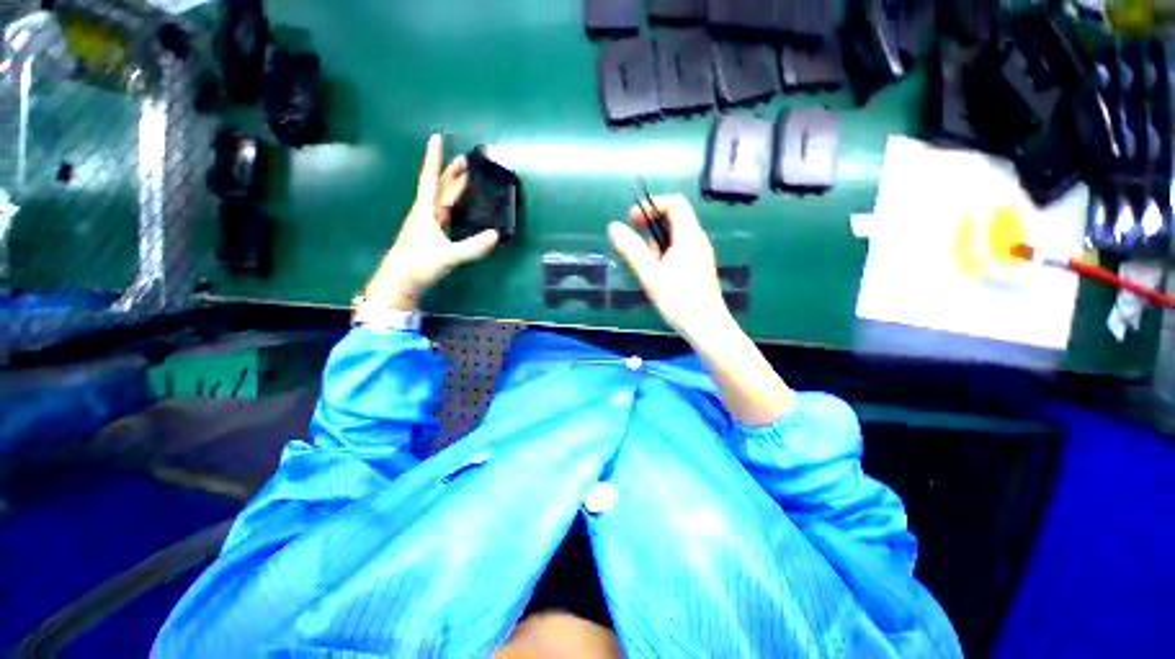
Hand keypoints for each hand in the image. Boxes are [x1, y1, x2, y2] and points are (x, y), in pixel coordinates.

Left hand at [364, 134, 499, 310]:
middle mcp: (425, 213)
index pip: (431, 179)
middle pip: (439, 187)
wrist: (399, 282)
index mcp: (426, 211)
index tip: (437, 137)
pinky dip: (453, 205)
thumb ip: (473, 247)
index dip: (435, 158)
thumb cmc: (418, 264)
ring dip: (452, 187)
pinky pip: (443, 213)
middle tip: (465, 159)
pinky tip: (458, 207)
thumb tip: (496, 235)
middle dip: (451, 171)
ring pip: (441, 199)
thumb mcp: (448, 255)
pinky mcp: (430, 235)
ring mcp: (427, 224)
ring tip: (466, 178)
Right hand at [608, 195, 729, 338]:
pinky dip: (665, 252)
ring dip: (657, 240)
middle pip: (676, 217)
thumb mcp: (650, 274)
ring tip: (644, 261)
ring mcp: (700, 254)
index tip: (632, 220)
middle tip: (634, 240)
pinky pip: (681, 249)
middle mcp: (698, 240)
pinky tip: (657, 272)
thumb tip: (613, 227)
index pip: (675, 203)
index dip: (652, 205)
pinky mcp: (699, 267)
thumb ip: (631, 249)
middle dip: (652, 223)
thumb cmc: (678, 299)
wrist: (706, 327)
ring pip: (677, 235)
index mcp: (689, 236)